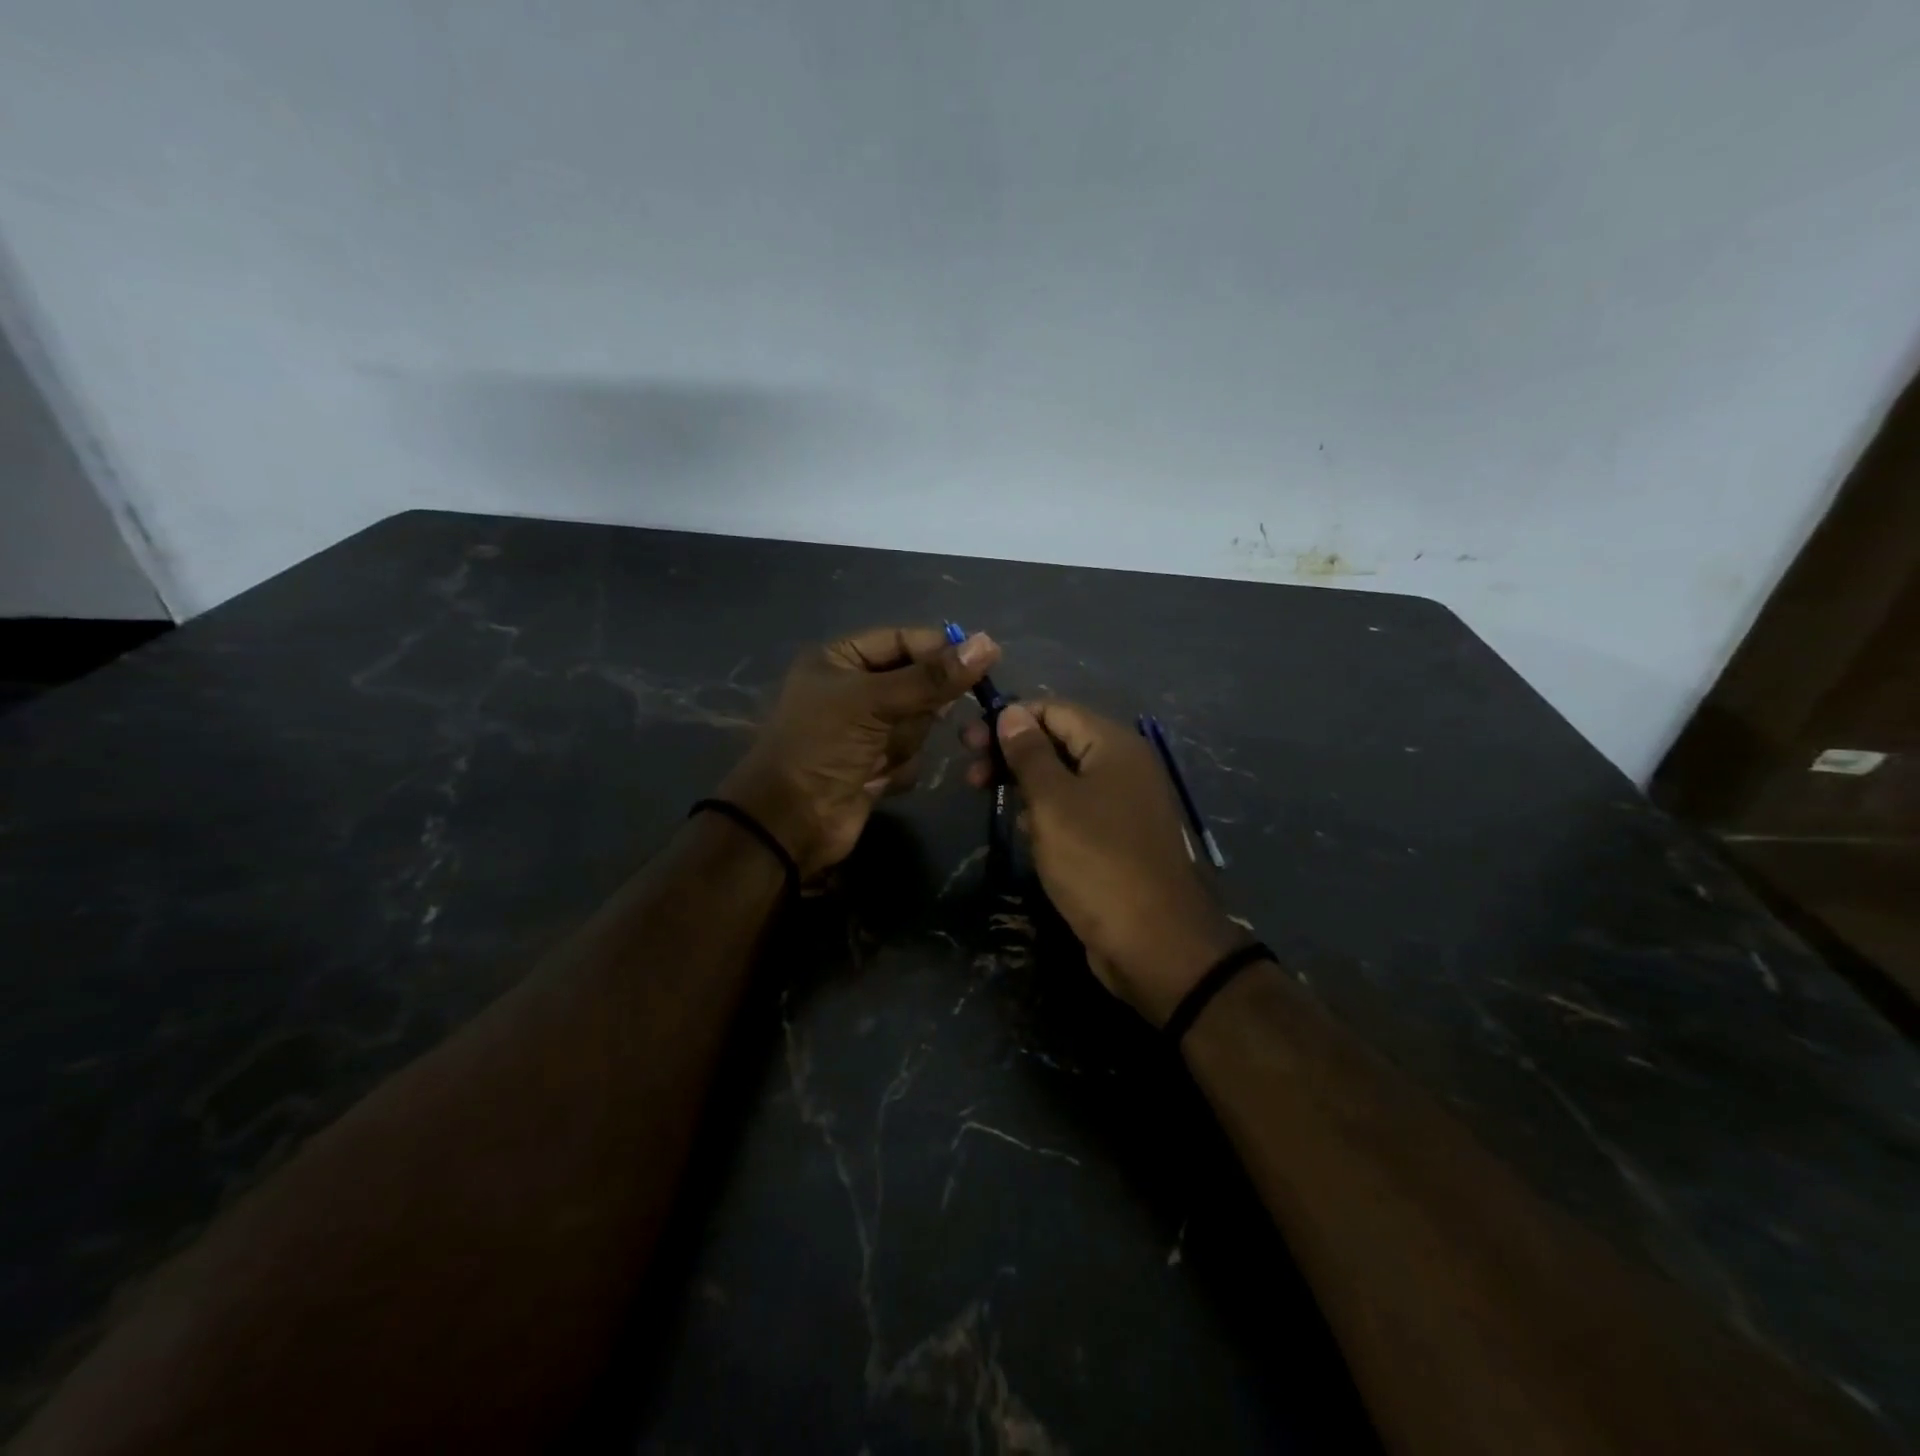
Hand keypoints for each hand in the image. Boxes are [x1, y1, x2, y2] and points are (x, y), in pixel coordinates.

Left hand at [721, 626, 999, 880]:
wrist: (791, 821)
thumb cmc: (822, 745)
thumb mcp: (874, 702)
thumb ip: (932, 677)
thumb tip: (988, 643)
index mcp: (841, 659)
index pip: (903, 641)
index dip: (939, 650)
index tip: (983, 661)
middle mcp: (854, 689)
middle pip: (917, 684)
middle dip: (917, 708)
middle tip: (902, 722)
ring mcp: (866, 729)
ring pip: (918, 722)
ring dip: (904, 741)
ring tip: (878, 756)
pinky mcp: (876, 764)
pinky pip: (912, 754)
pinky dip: (899, 767)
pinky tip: (875, 777)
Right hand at [963, 701, 1247, 1025]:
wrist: (1155, 942)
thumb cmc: (1097, 862)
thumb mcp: (1053, 803)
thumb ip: (1030, 754)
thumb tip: (1011, 712)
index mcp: (1113, 745)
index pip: (1054, 710)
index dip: (1010, 719)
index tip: (968, 741)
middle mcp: (1124, 765)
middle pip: (1059, 741)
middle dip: (1012, 752)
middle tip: (971, 775)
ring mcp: (1124, 803)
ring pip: (1065, 777)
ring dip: (1025, 782)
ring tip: (987, 797)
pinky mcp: (1119, 837)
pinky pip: (1076, 809)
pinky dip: (1047, 811)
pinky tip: (1023, 828)